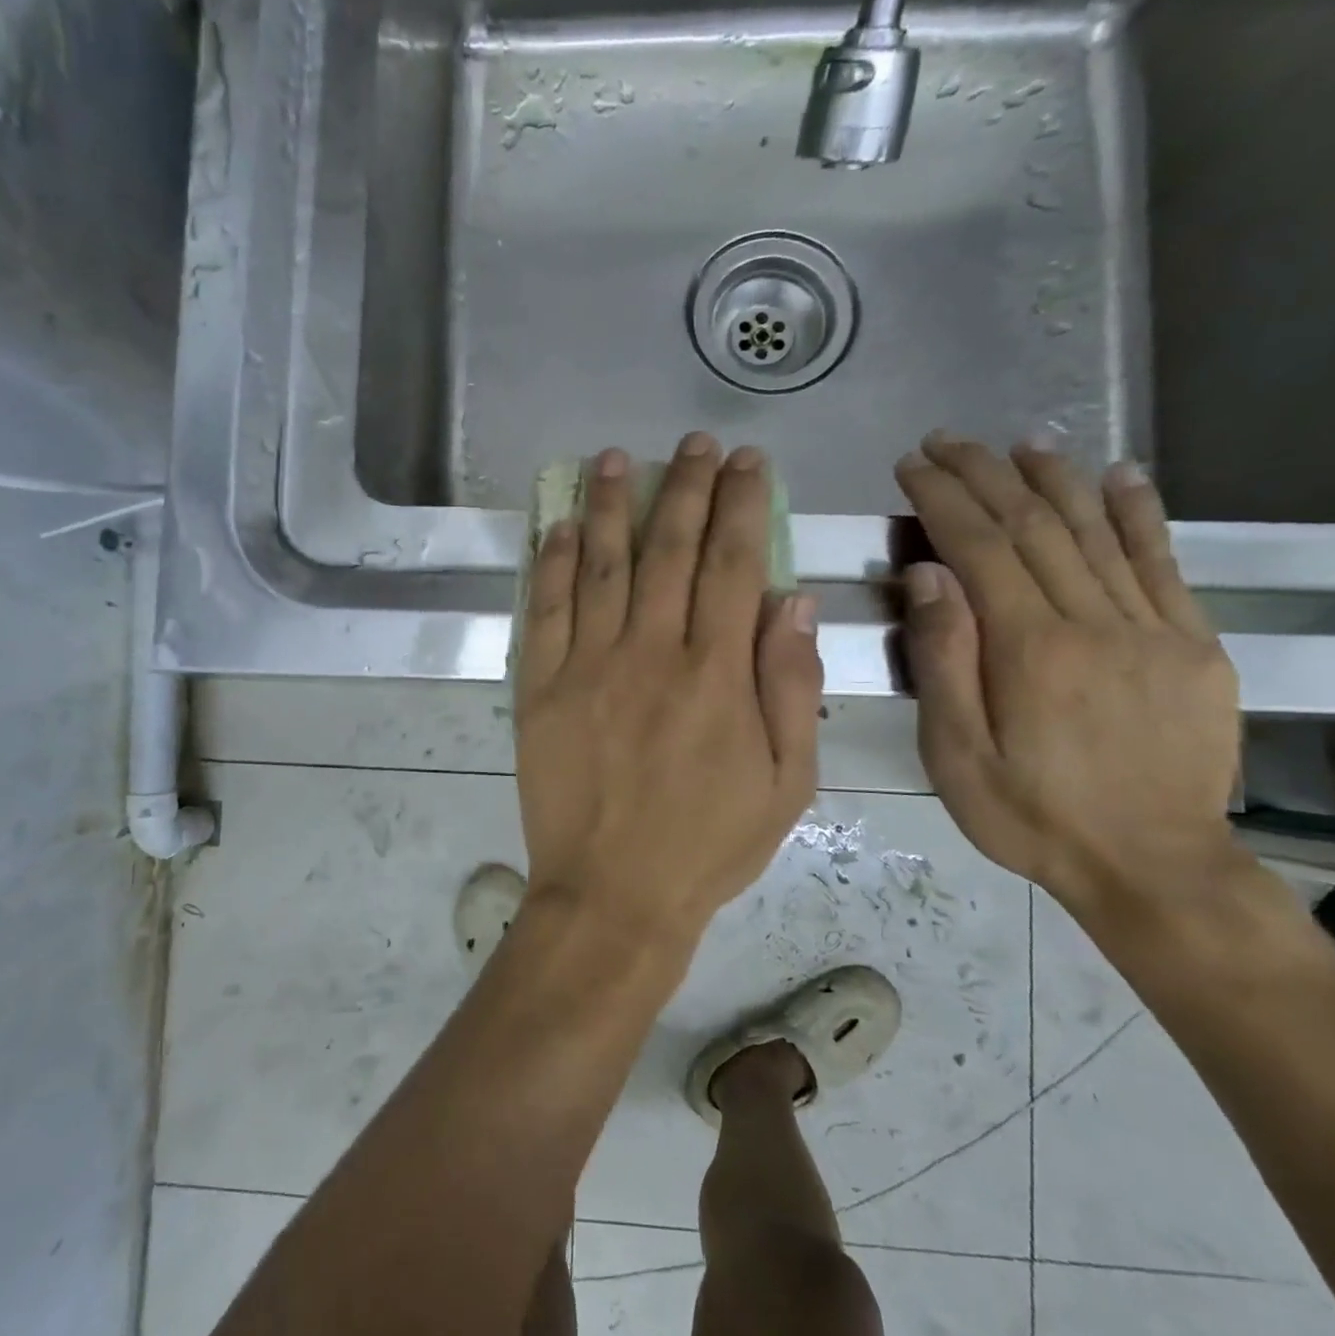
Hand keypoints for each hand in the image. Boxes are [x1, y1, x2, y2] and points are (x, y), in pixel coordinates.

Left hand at [513, 434, 822, 937]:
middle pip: (671, 549)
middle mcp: (652, 653)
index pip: (736, 563)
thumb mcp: (786, 784)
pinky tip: (558, 526)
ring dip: (611, 506)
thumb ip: (791, 686)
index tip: (747, 462)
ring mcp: (588, 666)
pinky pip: (545, 610)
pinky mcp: (541, 688)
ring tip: (617, 459)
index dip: (743, 504)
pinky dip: (551, 563)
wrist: (613, 892)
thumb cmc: (707, 845)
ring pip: (601, 565)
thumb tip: (794, 599)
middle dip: (686, 487)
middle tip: (694, 443)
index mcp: (718, 673)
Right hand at [895, 433, 1241, 920]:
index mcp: (1030, 649)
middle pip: (1035, 527)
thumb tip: (927, 575)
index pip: (980, 548)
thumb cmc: (1028, 814)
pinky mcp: (1191, 644)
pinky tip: (1119, 476)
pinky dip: (1138, 513)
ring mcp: (1152, 629)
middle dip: (986, 475)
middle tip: (947, 441)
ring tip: (1019, 443)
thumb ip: (943, 661)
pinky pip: (1162, 563)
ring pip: (1097, 532)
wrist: (1150, 864)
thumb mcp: (955, 753)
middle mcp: (1094, 622)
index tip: (911, 466)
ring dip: (1054, 479)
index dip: (943, 499)